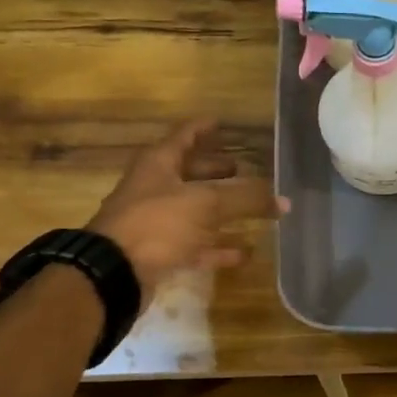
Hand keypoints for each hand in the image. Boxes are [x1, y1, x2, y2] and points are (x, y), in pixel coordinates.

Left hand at [86, 121, 286, 297]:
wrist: (113, 273)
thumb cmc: (158, 223)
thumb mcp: (206, 203)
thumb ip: (246, 199)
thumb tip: (283, 200)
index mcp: (160, 163)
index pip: (186, 135)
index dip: (205, 128)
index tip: (222, 123)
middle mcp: (155, 187)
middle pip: (190, 172)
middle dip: (216, 170)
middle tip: (245, 169)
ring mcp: (156, 221)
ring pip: (195, 209)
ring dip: (221, 209)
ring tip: (252, 208)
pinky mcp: (160, 251)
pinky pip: (196, 244)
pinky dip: (219, 247)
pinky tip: (245, 252)